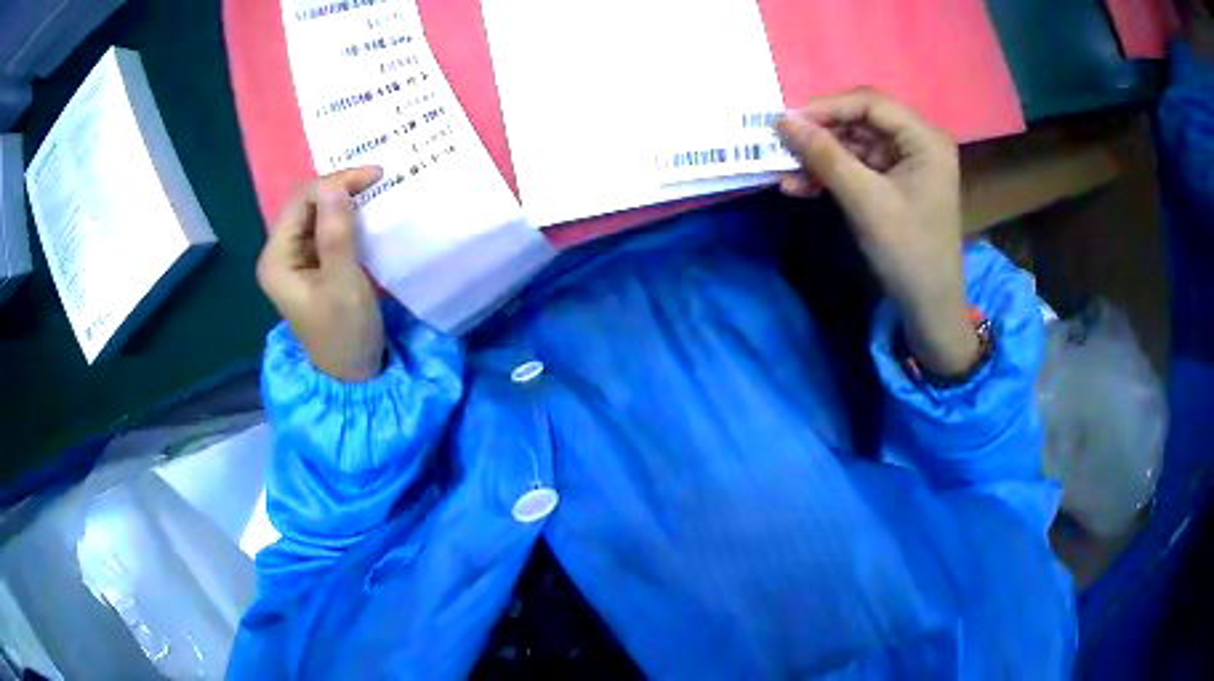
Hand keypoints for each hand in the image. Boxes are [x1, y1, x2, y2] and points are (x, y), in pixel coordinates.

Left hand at [257, 167, 386, 381]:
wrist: (353, 375)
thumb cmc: (345, 333)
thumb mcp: (343, 282)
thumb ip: (336, 233)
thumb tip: (334, 184)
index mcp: (277, 258)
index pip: (301, 200)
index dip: (335, 182)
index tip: (376, 176)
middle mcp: (280, 254)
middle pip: (306, 204)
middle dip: (340, 188)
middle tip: (379, 180)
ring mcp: (295, 260)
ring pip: (317, 214)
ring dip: (345, 201)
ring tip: (376, 192)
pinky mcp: (312, 267)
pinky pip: (326, 230)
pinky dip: (346, 218)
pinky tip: (366, 215)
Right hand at [776, 88, 978, 377]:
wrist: (929, 307)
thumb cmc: (907, 251)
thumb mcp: (864, 200)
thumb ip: (824, 155)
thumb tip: (782, 120)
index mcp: (925, 138)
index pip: (871, 103)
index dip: (827, 107)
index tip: (788, 121)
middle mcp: (919, 142)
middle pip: (861, 121)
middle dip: (821, 135)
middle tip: (783, 145)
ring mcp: (907, 163)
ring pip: (855, 146)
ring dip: (821, 158)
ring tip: (786, 175)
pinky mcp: (895, 183)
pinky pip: (858, 167)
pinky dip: (832, 175)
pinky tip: (802, 187)